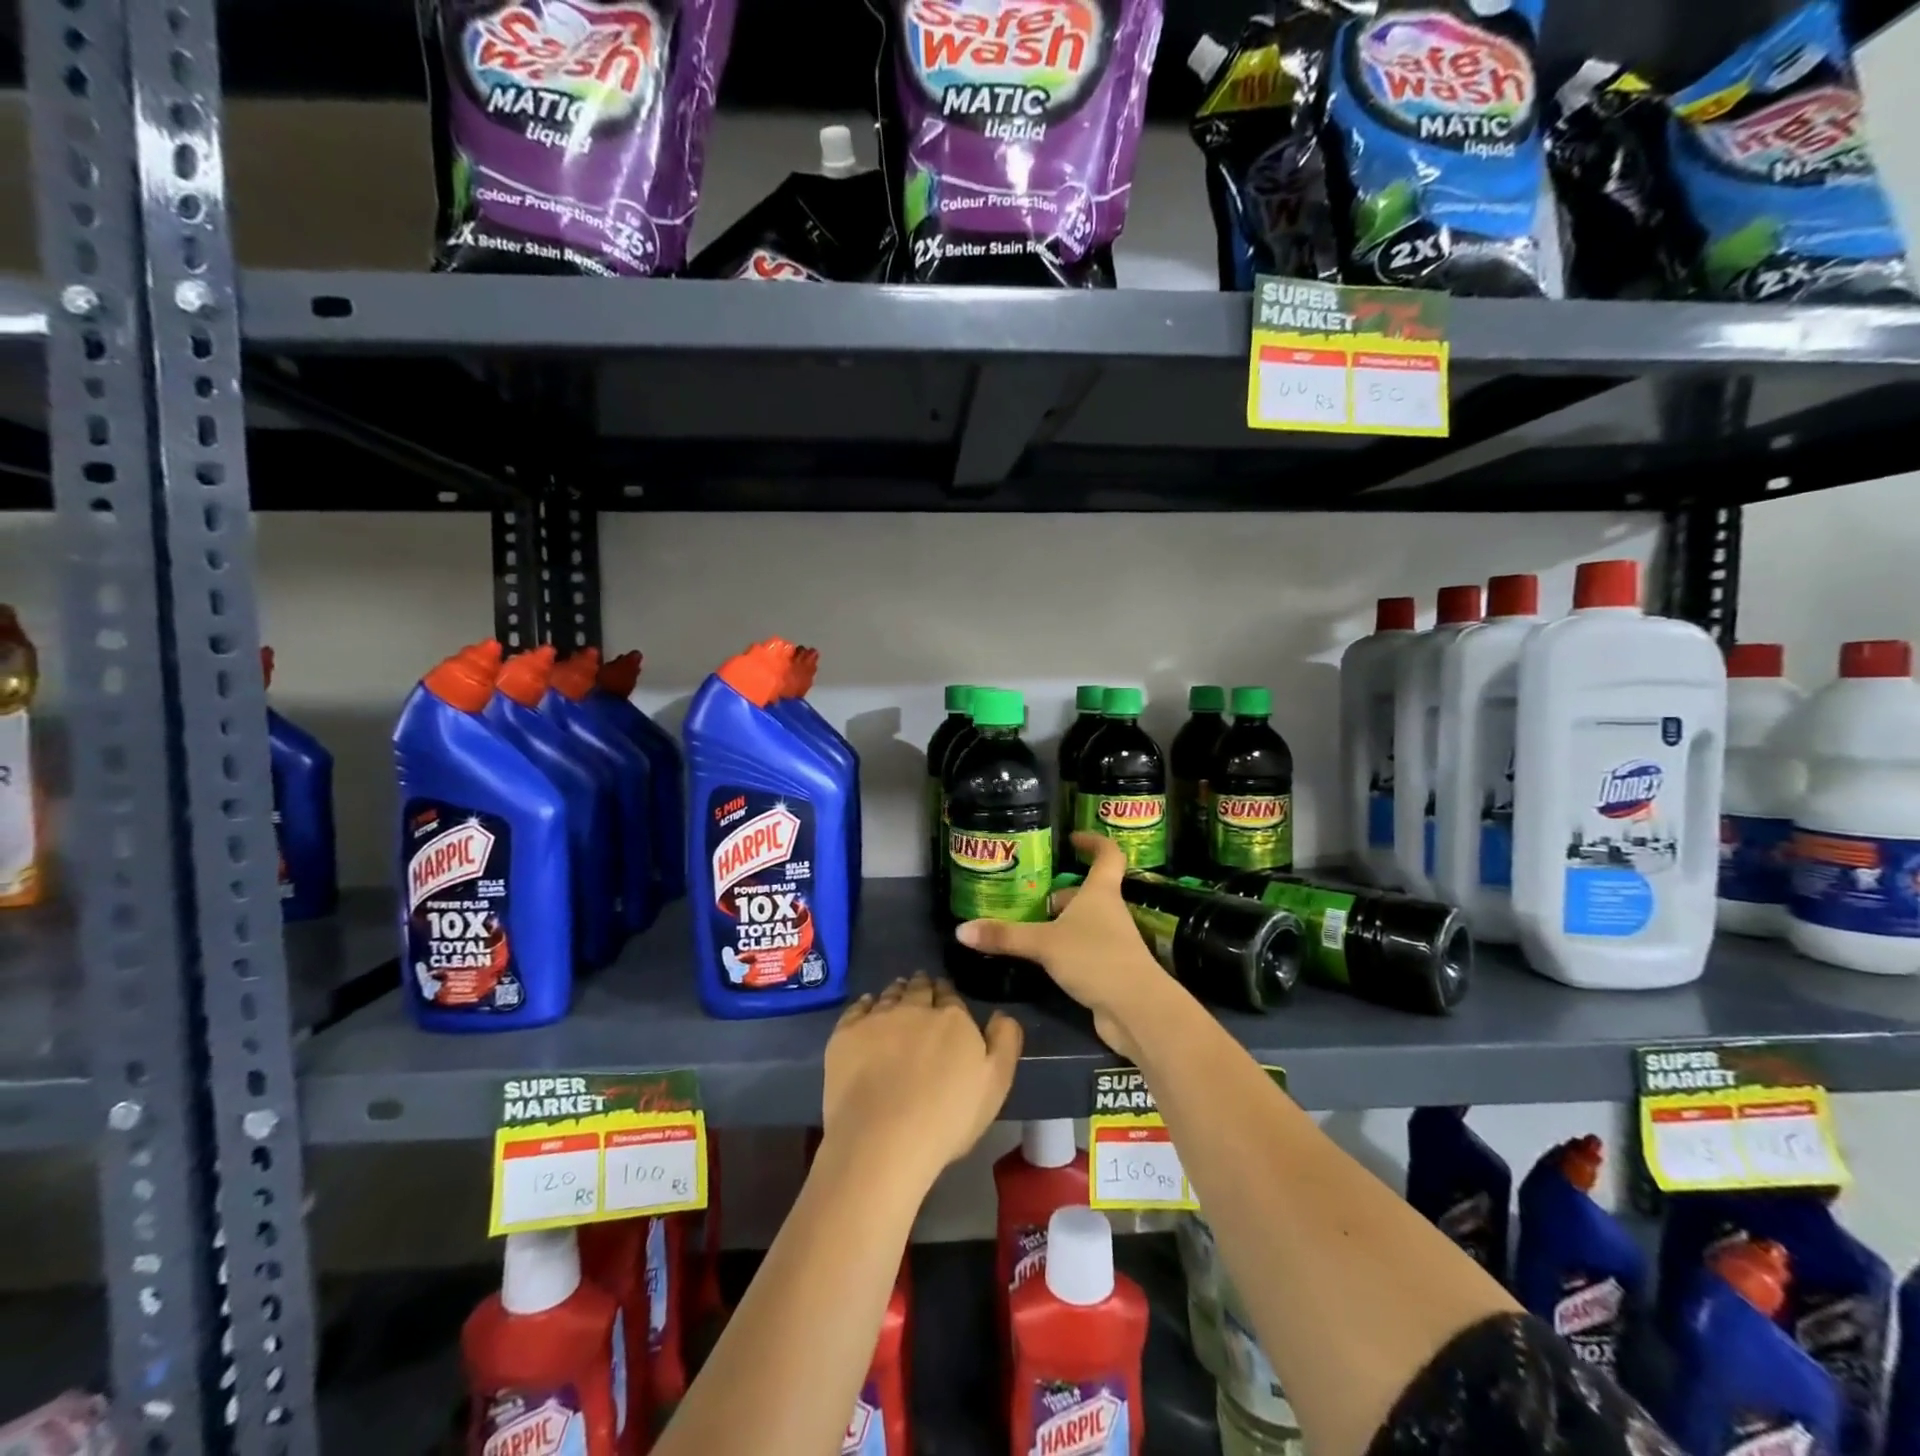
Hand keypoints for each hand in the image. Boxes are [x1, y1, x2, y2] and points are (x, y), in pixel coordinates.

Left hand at [822, 973, 1021, 1187]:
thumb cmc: (947, 1117)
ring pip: (889, 995)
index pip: (950, 995)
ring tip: (897, 992)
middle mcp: (914, 1007)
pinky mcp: (846, 1034)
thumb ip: (1004, 1042)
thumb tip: (1001, 1014)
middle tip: (921, 986)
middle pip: (918, 989)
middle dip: (922, 986)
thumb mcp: (995, 1084)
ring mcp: (877, 1018)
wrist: (883, 1139)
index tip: (944, 995)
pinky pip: (857, 1008)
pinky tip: (866, 1007)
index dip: (947, 993)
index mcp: (952, 1018)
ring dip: (896, 991)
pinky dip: (865, 1004)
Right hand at [955, 833, 1167, 1060]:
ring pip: (1085, 922)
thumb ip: (1005, 937)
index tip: (1073, 838)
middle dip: (1062, 891)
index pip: (1108, 855)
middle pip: (1088, 892)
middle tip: (1031, 893)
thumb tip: (961, 930)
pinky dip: (1065, 948)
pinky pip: (1085, 949)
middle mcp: (1110, 912)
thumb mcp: (1043, 944)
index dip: (1094, 842)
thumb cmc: (1095, 958)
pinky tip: (1044, 959)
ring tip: (1028, 924)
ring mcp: (1113, 941)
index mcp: (1101, 893)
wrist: (1136, 1009)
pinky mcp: (1110, 969)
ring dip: (1061, 921)